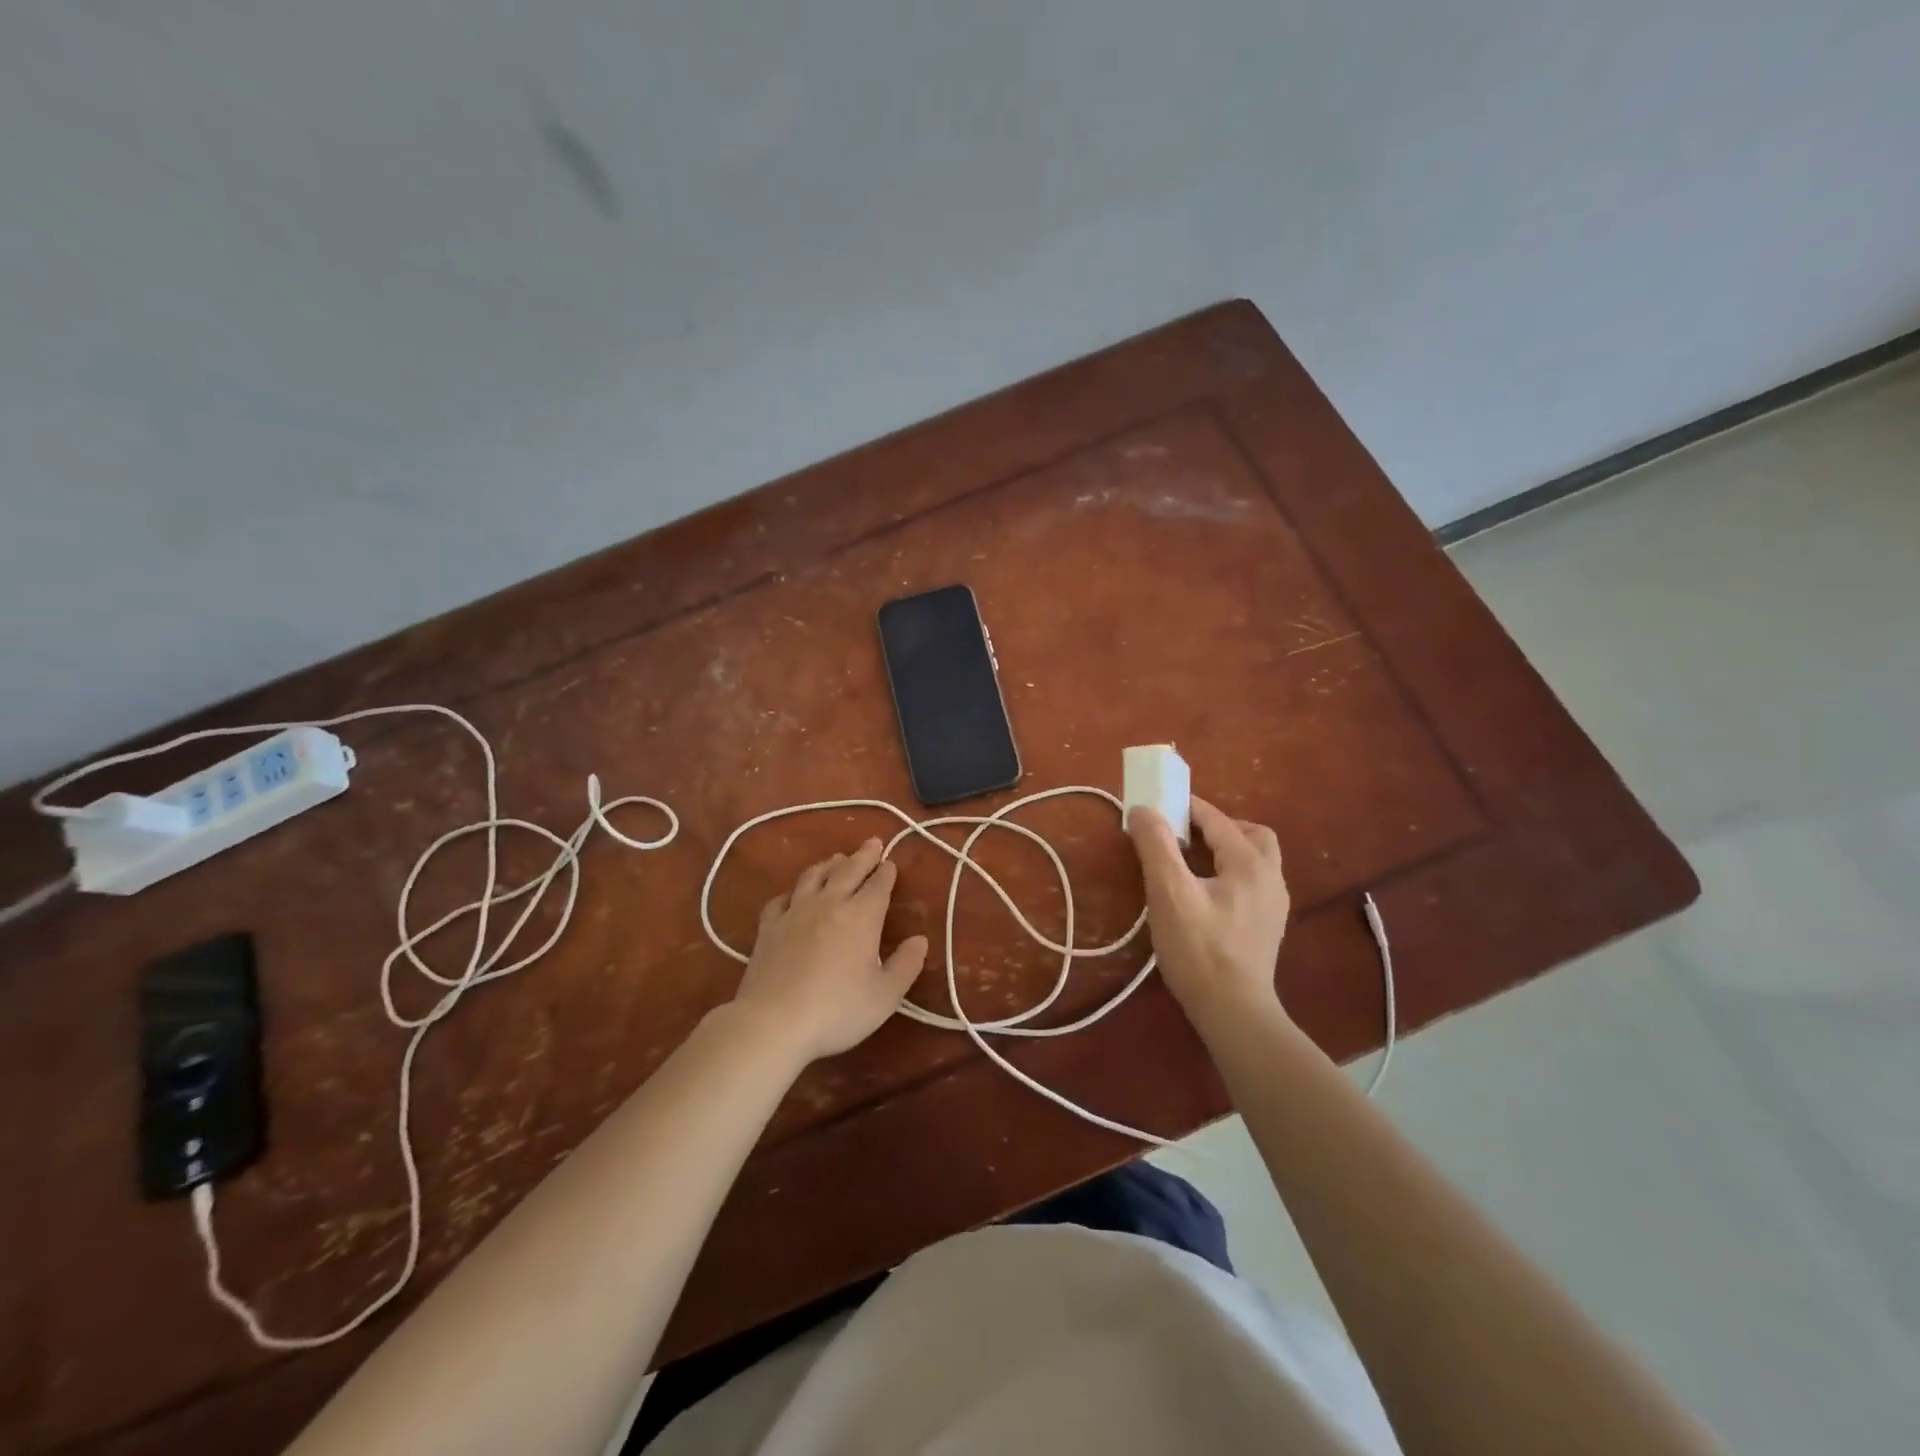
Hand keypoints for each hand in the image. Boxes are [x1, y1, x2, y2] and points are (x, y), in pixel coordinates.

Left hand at [730, 837, 929, 1064]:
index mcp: (862, 916)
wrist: (774, 1022)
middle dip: (863, 855)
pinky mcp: (768, 927)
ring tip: (836, 859)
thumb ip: (906, 964)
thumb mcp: (885, 995)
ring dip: (828, 865)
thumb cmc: (838, 1010)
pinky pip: (781, 899)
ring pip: (813, 877)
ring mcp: (795, 912)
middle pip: (848, 870)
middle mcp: (829, 904)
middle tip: (872, 842)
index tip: (891, 863)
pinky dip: (792, 892)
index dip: (887, 872)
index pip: (879, 885)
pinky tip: (793, 895)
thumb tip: (920, 939)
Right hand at [1128, 796, 1290, 1033]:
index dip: (1185, 808)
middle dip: (1216, 826)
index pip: (1217, 820)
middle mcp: (1271, 877)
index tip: (1155, 805)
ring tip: (1190, 862)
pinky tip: (1204, 894)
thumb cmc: (1199, 950)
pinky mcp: (1267, 926)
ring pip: (1254, 859)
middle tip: (1182, 836)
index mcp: (1250, 864)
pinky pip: (1251, 882)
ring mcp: (1273, 904)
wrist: (1234, 1012)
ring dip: (1225, 849)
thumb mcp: (1169, 893)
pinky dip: (1229, 873)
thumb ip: (1155, 846)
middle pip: (1249, 834)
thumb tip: (1142, 809)